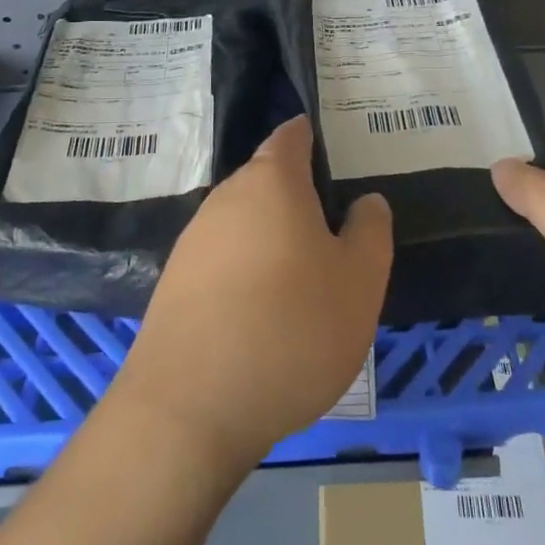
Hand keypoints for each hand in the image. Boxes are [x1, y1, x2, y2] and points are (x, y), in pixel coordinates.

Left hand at [113, 116, 391, 473]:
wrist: (191, 407)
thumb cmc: (292, 329)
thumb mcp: (360, 281)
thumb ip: (370, 230)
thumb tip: (365, 201)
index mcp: (272, 181)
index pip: (292, 136)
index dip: (314, 137)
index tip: (338, 154)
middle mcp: (226, 198)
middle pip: (268, 180)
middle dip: (300, 198)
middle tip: (336, 233)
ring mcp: (194, 240)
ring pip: (245, 223)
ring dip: (274, 240)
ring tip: (305, 280)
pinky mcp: (174, 282)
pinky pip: (223, 260)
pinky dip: (247, 272)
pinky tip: (264, 314)